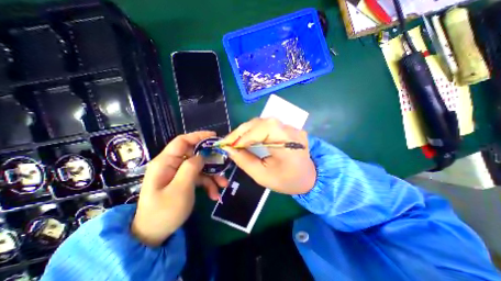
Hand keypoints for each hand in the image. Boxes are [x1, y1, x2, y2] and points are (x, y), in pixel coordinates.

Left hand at [132, 131, 228, 245]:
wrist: (154, 235)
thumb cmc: (164, 212)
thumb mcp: (180, 189)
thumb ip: (191, 168)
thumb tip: (202, 155)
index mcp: (165, 162)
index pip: (182, 141)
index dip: (198, 136)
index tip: (214, 136)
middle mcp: (172, 164)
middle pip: (195, 154)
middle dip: (211, 161)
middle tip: (224, 165)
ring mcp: (179, 173)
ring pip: (200, 167)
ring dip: (213, 175)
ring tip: (223, 185)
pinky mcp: (184, 181)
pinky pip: (199, 177)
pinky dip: (208, 184)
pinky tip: (214, 195)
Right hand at [220, 119, 313, 194]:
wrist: (308, 177)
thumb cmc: (287, 181)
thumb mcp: (262, 176)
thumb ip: (245, 161)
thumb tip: (229, 149)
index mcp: (288, 144)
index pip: (263, 130)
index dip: (243, 136)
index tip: (228, 145)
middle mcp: (291, 131)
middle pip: (262, 122)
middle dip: (242, 131)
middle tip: (228, 142)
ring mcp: (291, 127)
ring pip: (263, 122)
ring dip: (247, 130)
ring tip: (235, 140)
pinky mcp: (287, 128)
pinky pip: (267, 125)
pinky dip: (254, 130)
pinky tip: (247, 137)